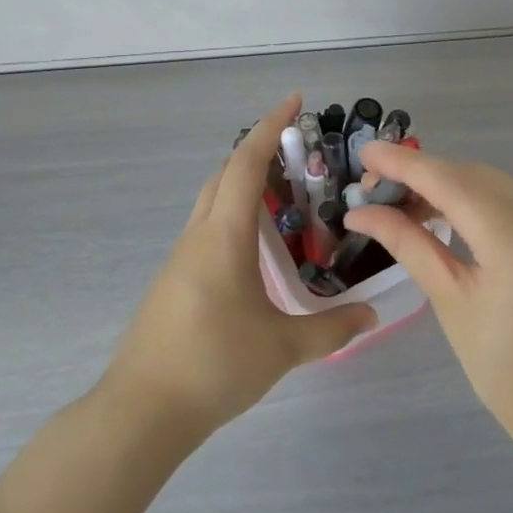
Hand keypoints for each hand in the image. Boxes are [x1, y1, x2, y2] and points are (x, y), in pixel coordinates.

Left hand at [103, 94, 377, 436]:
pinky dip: (232, 217)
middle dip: (255, 151)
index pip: (244, 164)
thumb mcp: (282, 348)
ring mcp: (179, 259)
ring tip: (282, 197)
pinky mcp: (172, 282)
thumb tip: (372, 315)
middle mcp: (197, 237)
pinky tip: (254, 248)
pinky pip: (205, 230)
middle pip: (223, 175)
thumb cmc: (213, 365)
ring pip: (211, 203)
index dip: (268, 127)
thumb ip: (331, 329)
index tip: (293, 101)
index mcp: (223, 237)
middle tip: (295, 151)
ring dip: (242, 185)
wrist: (141, 411)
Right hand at [343, 142, 512, 446]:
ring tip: (400, 199)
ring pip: (489, 181)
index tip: (366, 151)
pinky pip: (507, 196)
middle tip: (375, 185)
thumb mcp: (449, 303)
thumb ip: (408, 245)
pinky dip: (469, 195)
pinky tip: (440, 209)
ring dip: (444, 181)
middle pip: (471, 176)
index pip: (453, 186)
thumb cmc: (503, 368)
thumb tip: (360, 211)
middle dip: (421, 172)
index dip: (406, 164)